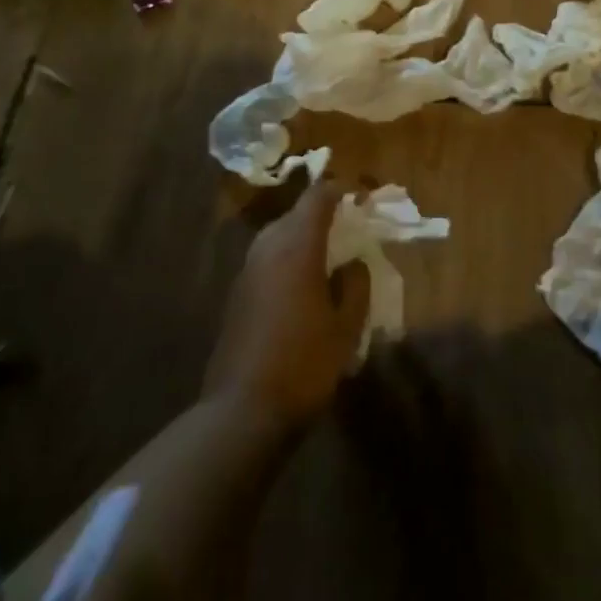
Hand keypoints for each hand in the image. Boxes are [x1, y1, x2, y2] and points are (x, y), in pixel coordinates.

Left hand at [204, 178, 368, 435]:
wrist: (243, 410)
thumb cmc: (305, 364)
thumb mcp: (346, 327)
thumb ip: (355, 286)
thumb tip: (353, 263)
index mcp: (297, 249)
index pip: (318, 198)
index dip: (341, 190)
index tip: (363, 196)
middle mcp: (267, 251)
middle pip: (295, 214)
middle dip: (323, 213)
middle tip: (351, 226)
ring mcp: (247, 273)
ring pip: (278, 237)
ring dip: (304, 236)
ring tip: (331, 254)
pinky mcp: (237, 297)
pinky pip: (267, 261)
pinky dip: (289, 259)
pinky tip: (305, 285)